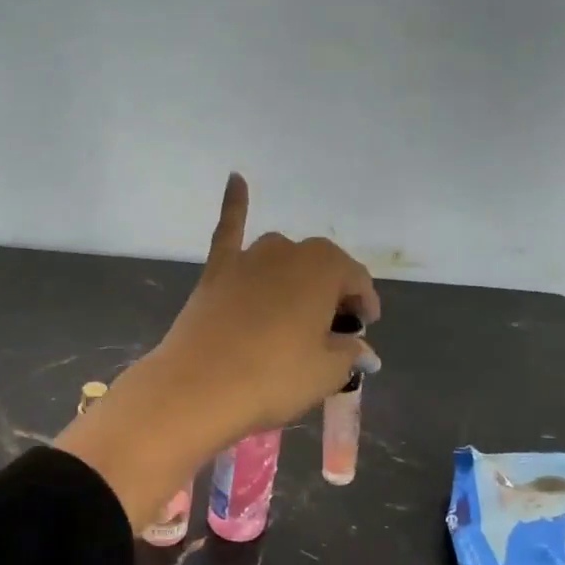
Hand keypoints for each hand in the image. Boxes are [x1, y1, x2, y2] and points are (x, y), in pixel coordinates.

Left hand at [54, 174, 379, 528]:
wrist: (199, 386)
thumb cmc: (274, 377)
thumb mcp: (326, 372)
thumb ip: (349, 354)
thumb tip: (362, 351)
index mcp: (325, 268)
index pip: (356, 280)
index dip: (364, 305)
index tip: (364, 328)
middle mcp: (287, 251)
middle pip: (320, 267)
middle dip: (331, 293)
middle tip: (332, 328)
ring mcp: (248, 258)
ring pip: (281, 257)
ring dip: (295, 274)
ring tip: (297, 307)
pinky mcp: (216, 270)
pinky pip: (229, 230)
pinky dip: (234, 204)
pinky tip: (235, 178)